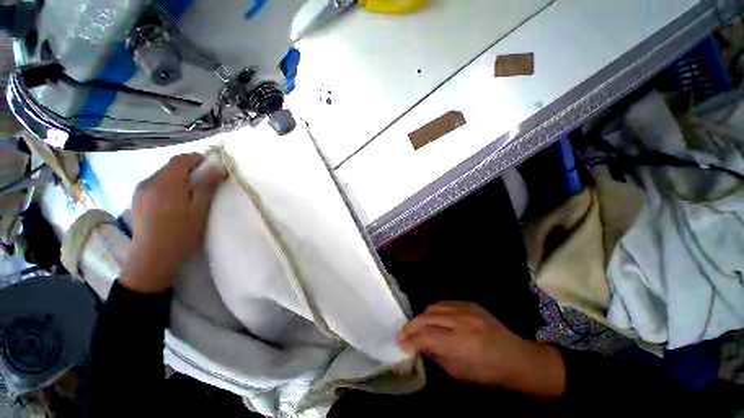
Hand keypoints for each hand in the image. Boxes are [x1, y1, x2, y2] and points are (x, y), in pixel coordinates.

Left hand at [120, 153, 226, 293]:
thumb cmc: (181, 234)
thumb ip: (207, 186)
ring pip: (163, 175)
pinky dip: (169, 186)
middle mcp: (149, 181)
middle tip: (206, 184)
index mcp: (165, 183)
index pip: (181, 159)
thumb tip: (220, 169)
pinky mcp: (137, 199)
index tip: (212, 168)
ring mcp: (140, 190)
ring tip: (191, 194)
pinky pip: (156, 184)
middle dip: (190, 169)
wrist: (152, 259)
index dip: (198, 159)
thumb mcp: (199, 210)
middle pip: (171, 166)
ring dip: (179, 178)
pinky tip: (176, 202)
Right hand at [399, 302, 564, 397]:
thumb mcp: (459, 373)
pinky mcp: (469, 303)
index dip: (410, 339)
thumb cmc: (488, 373)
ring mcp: (465, 308)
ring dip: (422, 317)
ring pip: (433, 307)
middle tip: (402, 334)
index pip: (426, 336)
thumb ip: (436, 356)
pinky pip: (444, 303)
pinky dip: (435, 310)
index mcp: (460, 344)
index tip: (400, 343)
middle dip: (411, 326)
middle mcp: (461, 321)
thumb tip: (419, 345)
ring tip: (417, 326)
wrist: (516, 357)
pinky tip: (433, 318)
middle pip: (426, 317)